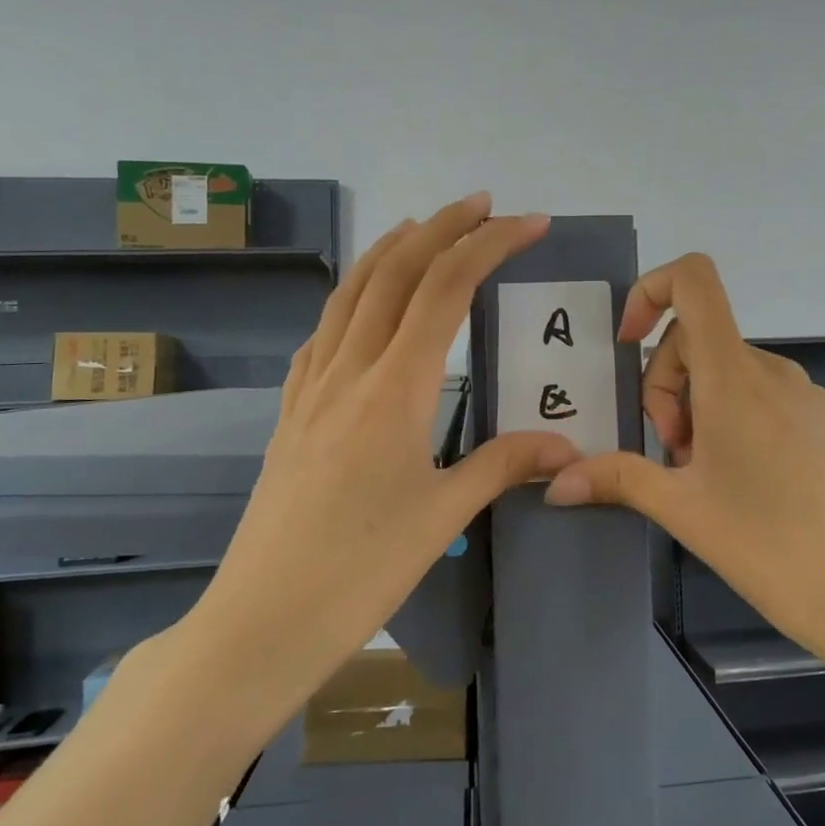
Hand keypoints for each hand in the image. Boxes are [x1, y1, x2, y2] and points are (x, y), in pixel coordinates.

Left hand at [184, 194, 581, 686]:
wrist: (260, 620)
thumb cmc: (361, 570)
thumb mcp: (444, 514)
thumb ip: (504, 463)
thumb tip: (563, 443)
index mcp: (394, 388)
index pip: (446, 289)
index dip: (489, 245)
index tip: (528, 224)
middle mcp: (349, 370)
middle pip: (395, 272)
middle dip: (442, 227)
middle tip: (483, 205)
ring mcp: (311, 388)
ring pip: (350, 293)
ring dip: (389, 251)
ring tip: (421, 229)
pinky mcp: (290, 412)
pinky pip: (322, 333)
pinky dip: (351, 298)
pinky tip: (362, 307)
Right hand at [544, 253, 824, 666]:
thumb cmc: (770, 548)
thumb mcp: (682, 510)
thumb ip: (616, 479)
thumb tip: (555, 481)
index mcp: (734, 377)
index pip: (694, 280)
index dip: (650, 290)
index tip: (628, 342)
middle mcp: (775, 372)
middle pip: (700, 339)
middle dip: (668, 385)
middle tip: (673, 454)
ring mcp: (811, 397)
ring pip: (733, 373)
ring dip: (703, 408)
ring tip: (709, 477)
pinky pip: (771, 399)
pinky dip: (742, 420)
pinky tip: (754, 485)